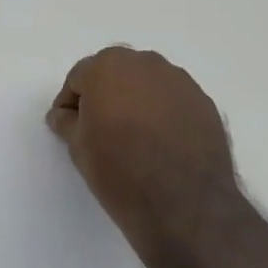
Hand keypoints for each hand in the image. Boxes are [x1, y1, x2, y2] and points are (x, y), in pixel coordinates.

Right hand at [47, 47, 242, 250]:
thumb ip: (67, 122)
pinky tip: (162, 143)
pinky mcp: (204, 102)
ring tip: (134, 137)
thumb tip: (63, 114)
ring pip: (147, 84)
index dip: (71, 103)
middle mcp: (145, 63)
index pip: (79, 77)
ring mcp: (180, 81)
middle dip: (104, 95)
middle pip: (115, 73)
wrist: (184, 205)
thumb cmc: (120, 171)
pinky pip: (173, 100)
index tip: (70, 127)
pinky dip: (163, 114)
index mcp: (107, 67)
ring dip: (136, 101)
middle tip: (100, 129)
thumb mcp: (78, 148)